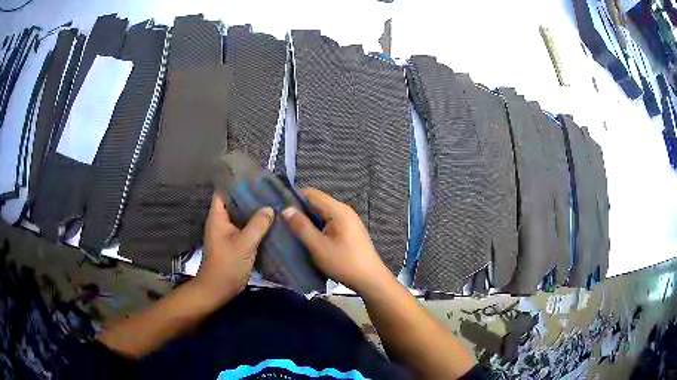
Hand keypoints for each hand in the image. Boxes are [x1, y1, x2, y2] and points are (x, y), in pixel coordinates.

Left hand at [196, 192, 273, 303]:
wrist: (218, 290)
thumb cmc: (227, 265)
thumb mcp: (244, 244)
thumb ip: (258, 225)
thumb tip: (270, 208)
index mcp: (218, 217)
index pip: (223, 192)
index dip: (236, 183)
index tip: (255, 178)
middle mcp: (221, 222)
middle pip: (234, 203)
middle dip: (250, 196)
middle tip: (270, 190)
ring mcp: (226, 233)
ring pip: (240, 217)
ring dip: (254, 212)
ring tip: (273, 203)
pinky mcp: (233, 243)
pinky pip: (244, 229)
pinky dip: (255, 225)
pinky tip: (269, 223)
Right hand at [283, 188, 391, 293]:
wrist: (370, 279)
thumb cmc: (344, 263)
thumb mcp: (318, 246)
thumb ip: (301, 227)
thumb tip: (286, 209)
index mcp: (338, 210)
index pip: (312, 194)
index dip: (294, 197)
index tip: (278, 207)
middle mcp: (344, 210)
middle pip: (317, 202)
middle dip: (300, 209)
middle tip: (282, 220)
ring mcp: (349, 220)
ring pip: (323, 213)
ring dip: (308, 219)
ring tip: (291, 229)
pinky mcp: (349, 230)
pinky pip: (329, 221)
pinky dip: (317, 225)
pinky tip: (308, 237)